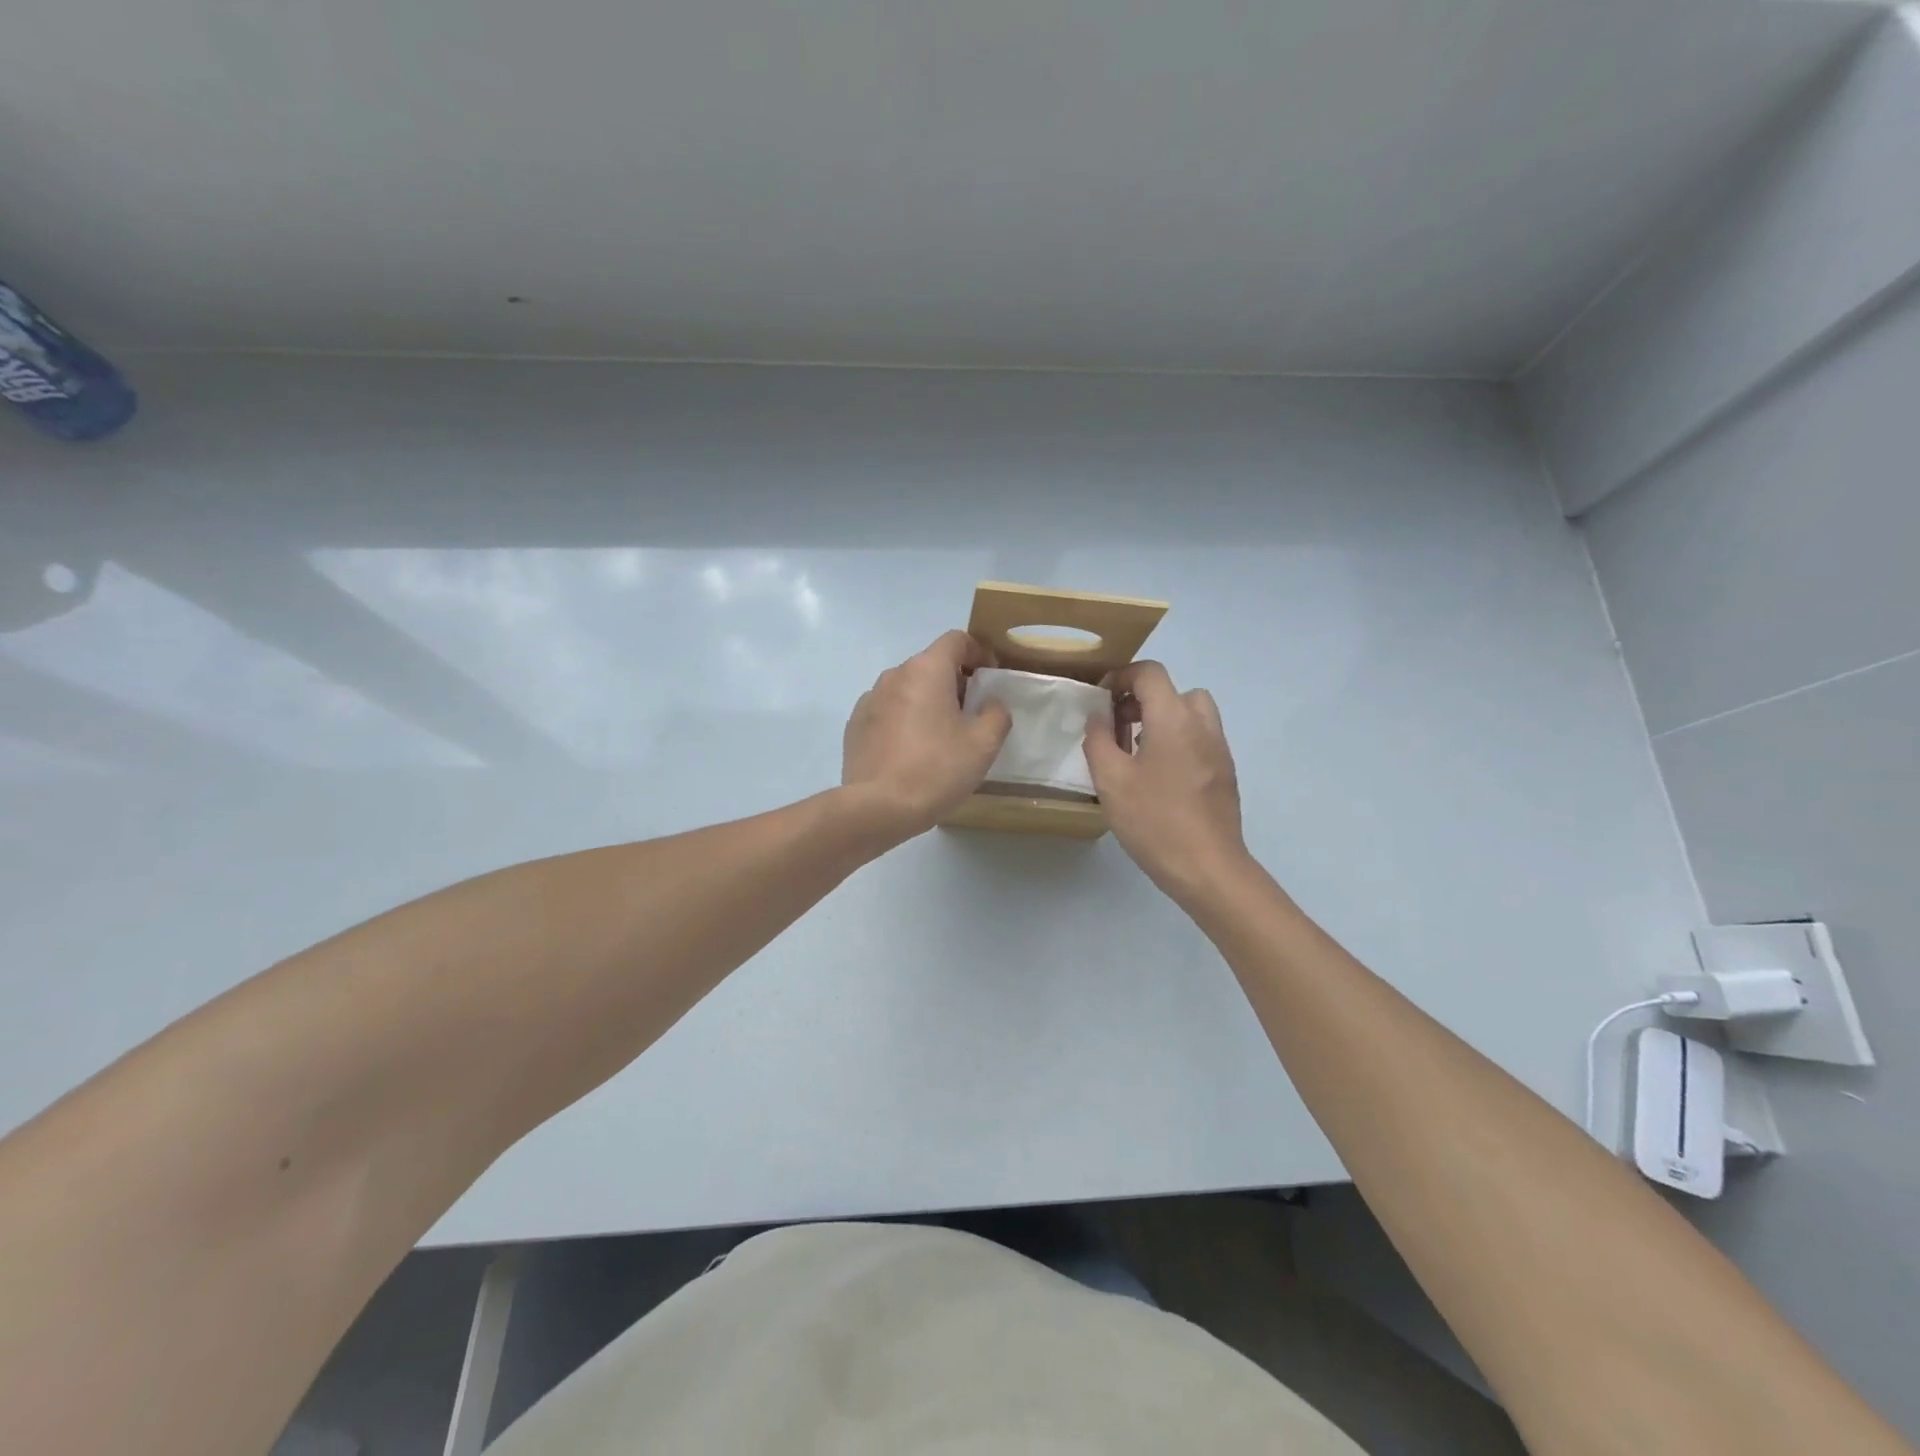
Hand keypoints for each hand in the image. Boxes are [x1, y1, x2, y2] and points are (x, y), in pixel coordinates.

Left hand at [842, 631, 1011, 840]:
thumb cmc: (936, 769)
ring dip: (927, 702)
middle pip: (931, 664)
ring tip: (940, 736)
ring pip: (907, 689)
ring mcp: (870, 700)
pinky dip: (904, 720)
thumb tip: (991, 704)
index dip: (978, 652)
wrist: (878, 807)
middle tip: (971, 714)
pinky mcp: (855, 725)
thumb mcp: (983, 744)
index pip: (956, 640)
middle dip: (954, 682)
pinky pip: (888, 711)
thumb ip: (996, 714)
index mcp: (926, 670)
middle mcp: (894, 675)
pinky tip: (912, 752)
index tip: (990, 678)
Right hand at [1083, 661, 1251, 904]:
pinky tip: (1159, 777)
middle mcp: (1202, 724)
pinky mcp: (1225, 772)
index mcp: (1174, 718)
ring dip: (1162, 719)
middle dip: (1142, 700)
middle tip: (1117, 727)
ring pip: (1191, 714)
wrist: (1208, 868)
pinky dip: (1178, 740)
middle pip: (1174, 691)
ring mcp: (1219, 749)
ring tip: (1137, 751)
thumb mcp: (1110, 780)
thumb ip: (1099, 740)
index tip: (1101, 701)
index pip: (1150, 673)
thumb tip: (1098, 716)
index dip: (1122, 677)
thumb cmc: (1154, 821)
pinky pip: (1199, 738)